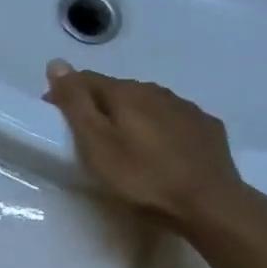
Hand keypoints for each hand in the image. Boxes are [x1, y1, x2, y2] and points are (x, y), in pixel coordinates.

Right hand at [42, 60, 257, 230]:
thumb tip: (57, 63)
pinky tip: (159, 149)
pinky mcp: (207, 128)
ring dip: (130, 116)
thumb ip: (75, 102)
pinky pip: (173, 119)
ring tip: (123, 143)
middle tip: (87, 136)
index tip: (56, 117)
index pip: (86, 79)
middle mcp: (156, 91)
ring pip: (147, 103)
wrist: (210, 204)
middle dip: (98, 106)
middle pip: (117, 90)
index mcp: (126, 92)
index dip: (66, 93)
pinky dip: (158, 127)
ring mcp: (186, 108)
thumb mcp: (96, 142)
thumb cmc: (142, 176)